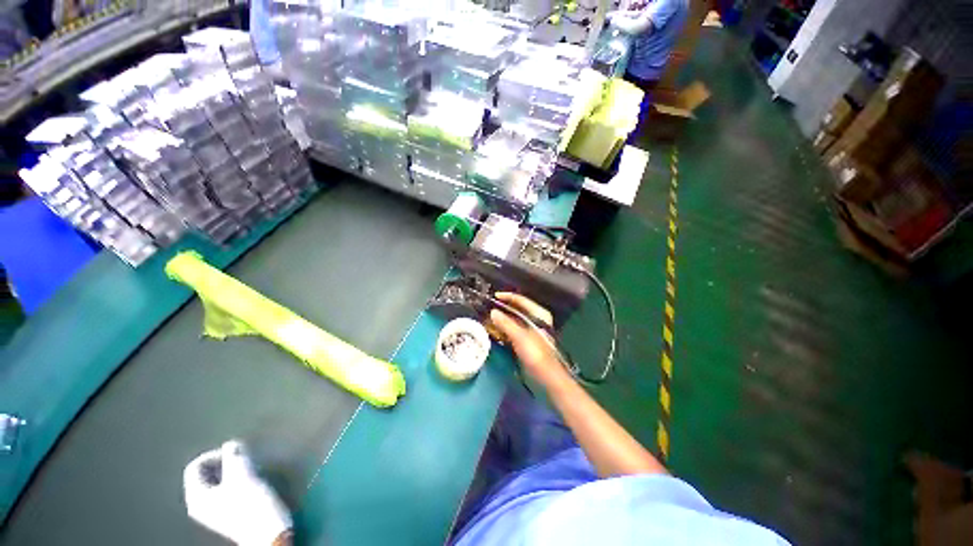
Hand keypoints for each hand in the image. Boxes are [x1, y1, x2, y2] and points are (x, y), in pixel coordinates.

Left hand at [184, 440, 291, 545]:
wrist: (267, 532)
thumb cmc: (251, 504)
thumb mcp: (243, 476)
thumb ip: (234, 457)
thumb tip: (231, 443)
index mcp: (197, 496)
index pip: (195, 466)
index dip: (213, 455)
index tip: (235, 452)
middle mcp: (200, 503)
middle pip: (205, 474)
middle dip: (224, 461)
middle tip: (243, 458)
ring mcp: (213, 509)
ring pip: (217, 480)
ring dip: (232, 469)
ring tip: (249, 466)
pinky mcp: (227, 511)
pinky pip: (225, 488)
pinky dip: (236, 479)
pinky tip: (250, 479)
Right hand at [488, 293, 571, 387]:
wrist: (547, 376)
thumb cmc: (536, 354)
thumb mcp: (520, 337)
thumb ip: (506, 323)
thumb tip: (493, 312)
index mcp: (538, 314)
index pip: (521, 300)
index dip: (507, 297)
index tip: (493, 296)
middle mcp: (535, 318)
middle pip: (516, 309)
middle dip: (502, 308)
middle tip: (487, 307)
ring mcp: (530, 329)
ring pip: (513, 319)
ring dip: (501, 318)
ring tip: (487, 317)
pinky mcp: (526, 339)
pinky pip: (512, 329)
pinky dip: (503, 328)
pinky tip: (494, 329)